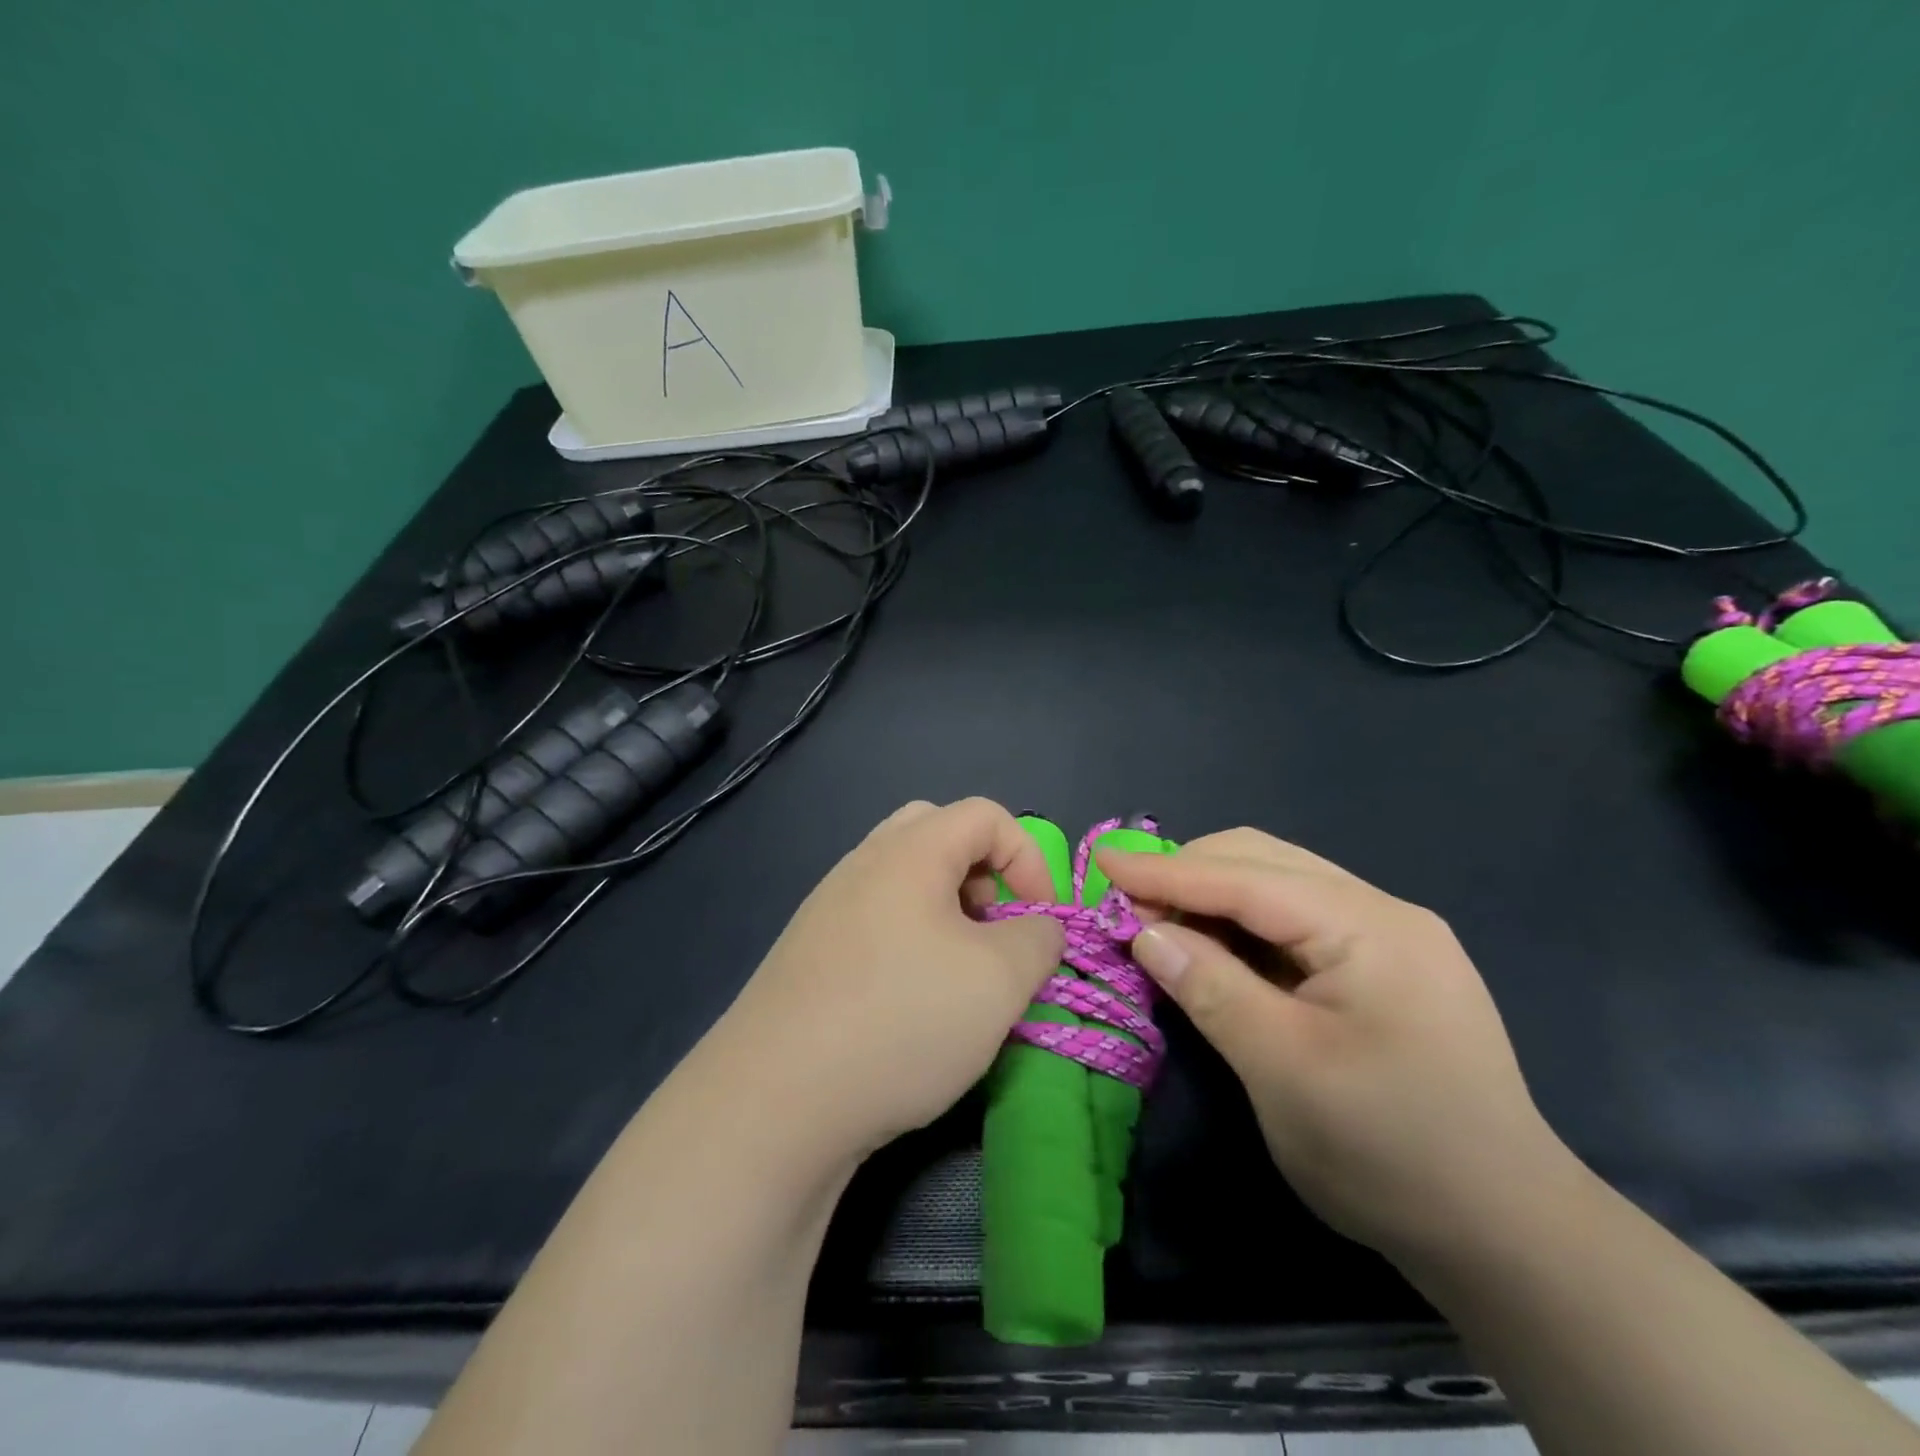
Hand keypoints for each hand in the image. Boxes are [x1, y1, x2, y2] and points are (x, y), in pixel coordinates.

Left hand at [711, 798, 1065, 1165]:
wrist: (775, 1100)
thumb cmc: (902, 1020)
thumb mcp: (999, 980)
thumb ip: (1038, 939)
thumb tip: (1037, 927)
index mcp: (909, 851)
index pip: (985, 815)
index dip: (1029, 857)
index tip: (1041, 921)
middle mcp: (862, 863)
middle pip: (937, 834)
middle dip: (982, 873)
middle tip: (993, 929)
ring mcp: (827, 907)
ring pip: (903, 880)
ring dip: (946, 911)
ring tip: (958, 972)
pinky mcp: (808, 953)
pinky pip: (874, 921)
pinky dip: (909, 941)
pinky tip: (910, 1002)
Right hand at [1099, 828, 1572, 1264]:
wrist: (1508, 1236)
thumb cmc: (1389, 1152)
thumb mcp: (1282, 1069)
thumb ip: (1209, 987)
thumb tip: (1144, 931)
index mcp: (1368, 926)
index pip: (1246, 876)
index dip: (1167, 870)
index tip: (1103, 863)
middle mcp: (1383, 912)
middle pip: (1265, 861)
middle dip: (1189, 873)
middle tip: (1129, 906)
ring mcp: (1390, 937)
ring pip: (1280, 885)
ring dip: (1214, 895)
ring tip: (1162, 922)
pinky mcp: (1386, 967)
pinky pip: (1298, 922)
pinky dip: (1244, 926)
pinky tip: (1216, 947)